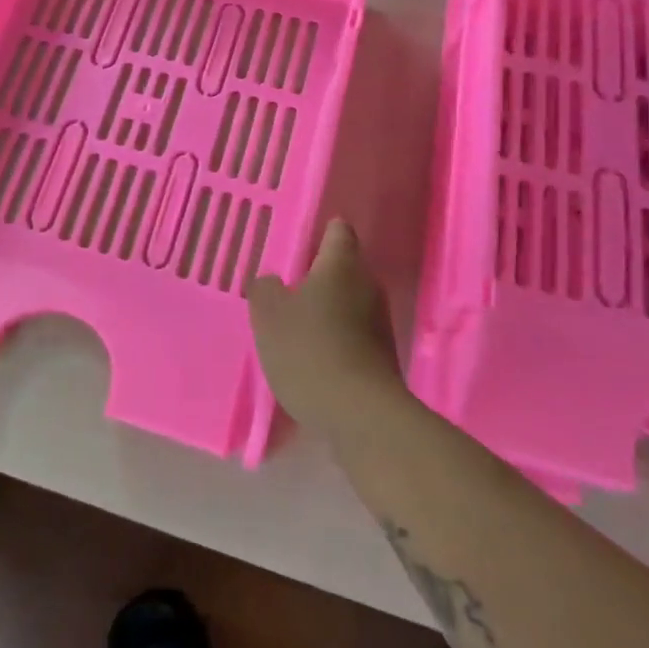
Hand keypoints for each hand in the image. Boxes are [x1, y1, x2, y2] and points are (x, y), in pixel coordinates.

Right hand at [245, 219, 404, 438]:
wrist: (361, 416)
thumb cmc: (309, 349)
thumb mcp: (268, 314)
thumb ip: (264, 288)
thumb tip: (273, 282)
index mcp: (341, 265)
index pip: (338, 231)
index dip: (320, 232)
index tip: (299, 242)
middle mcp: (368, 286)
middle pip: (343, 269)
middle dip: (318, 277)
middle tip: (287, 289)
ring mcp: (381, 323)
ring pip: (349, 304)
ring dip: (327, 311)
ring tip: (296, 327)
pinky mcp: (383, 358)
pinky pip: (354, 336)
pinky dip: (335, 340)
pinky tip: (313, 359)